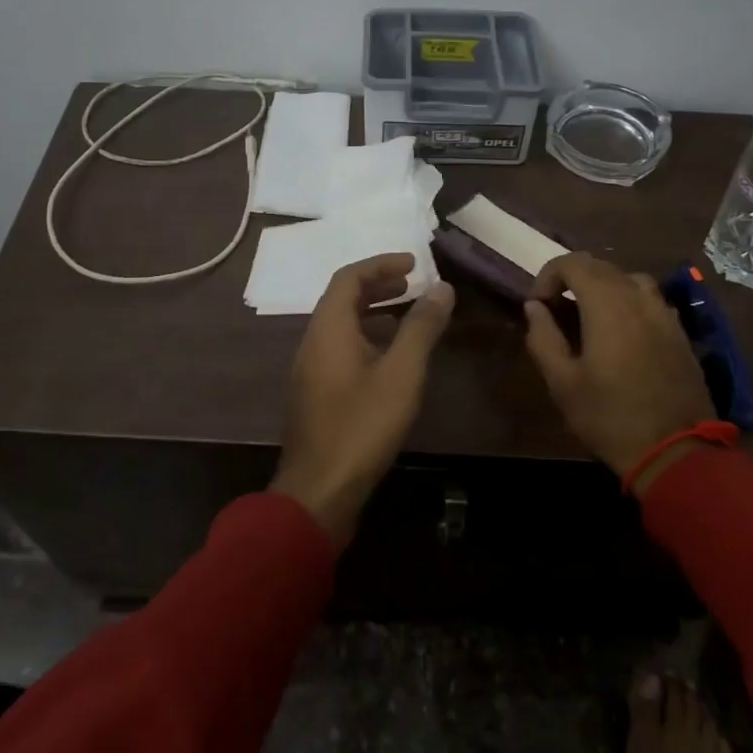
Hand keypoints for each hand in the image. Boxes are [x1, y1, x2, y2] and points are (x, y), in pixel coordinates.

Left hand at [272, 253, 455, 544]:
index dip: (381, 264)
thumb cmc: (362, 425)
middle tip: (413, 283)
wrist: (319, 490)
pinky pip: (340, 347)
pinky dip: (366, 336)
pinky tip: (390, 358)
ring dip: (372, 311)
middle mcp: (313, 341)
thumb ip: (421, 327)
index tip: (414, 262)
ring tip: (407, 314)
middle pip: (342, 298)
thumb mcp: (401, 373)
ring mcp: (311, 369)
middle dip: (378, 285)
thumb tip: (442, 288)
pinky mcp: (315, 393)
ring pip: (341, 325)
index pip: (349, 277)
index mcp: (328, 328)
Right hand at [523, 253, 714, 490]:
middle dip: (571, 278)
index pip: (573, 263)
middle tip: (554, 308)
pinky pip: (650, 300)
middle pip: (601, 266)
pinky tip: (621, 332)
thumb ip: (543, 338)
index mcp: (607, 304)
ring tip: (588, 314)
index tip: (536, 304)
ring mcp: (665, 314)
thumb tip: (534, 308)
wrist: (677, 451)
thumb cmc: (610, 417)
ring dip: (602, 286)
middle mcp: (639, 298)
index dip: (547, 275)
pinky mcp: (680, 333)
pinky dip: (627, 302)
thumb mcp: (563, 383)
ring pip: (629, 279)